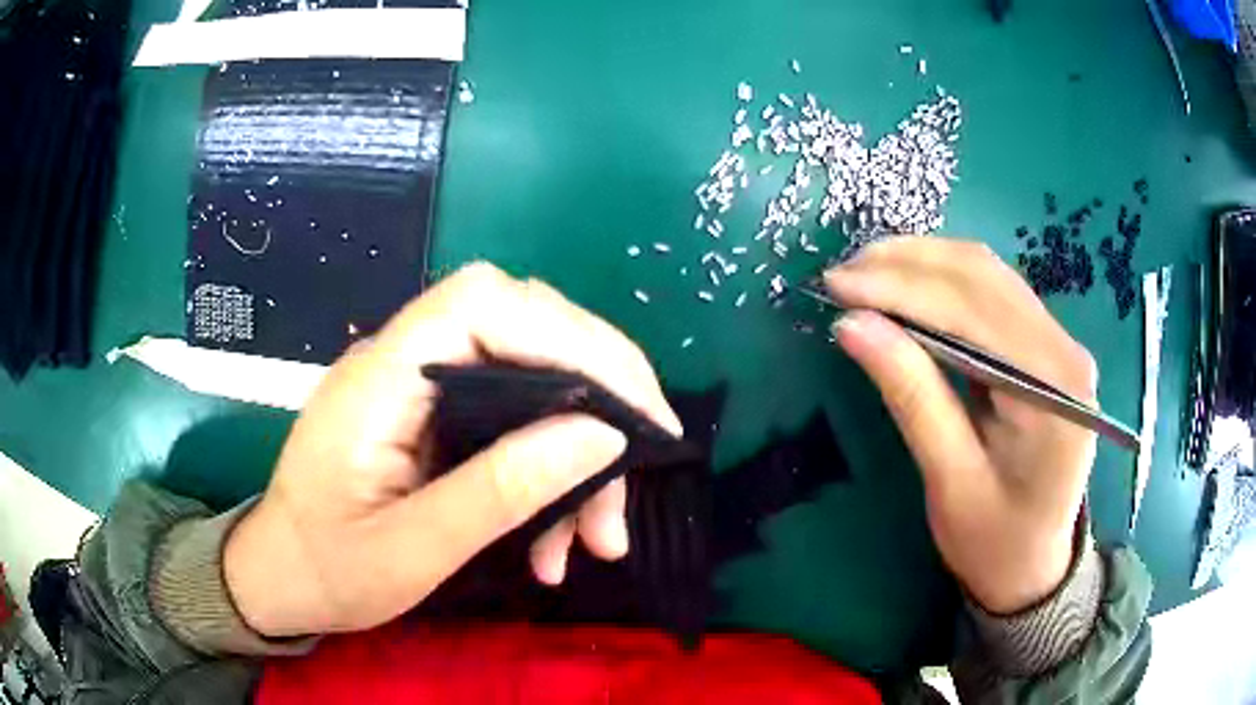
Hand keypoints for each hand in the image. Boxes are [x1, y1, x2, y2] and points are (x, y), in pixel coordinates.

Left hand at [224, 263, 682, 636]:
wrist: (281, 579)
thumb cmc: (329, 571)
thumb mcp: (414, 550)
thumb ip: (501, 490)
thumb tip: (601, 436)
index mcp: (380, 379)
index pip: (484, 304)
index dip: (570, 336)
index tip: (634, 409)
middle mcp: (403, 362)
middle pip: (522, 328)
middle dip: (597, 392)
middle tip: (644, 461)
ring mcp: (419, 387)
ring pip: (528, 378)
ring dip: (578, 450)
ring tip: (600, 537)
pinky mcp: (432, 416)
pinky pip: (511, 417)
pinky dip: (549, 470)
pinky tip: (559, 537)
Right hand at [825, 239, 1097, 613]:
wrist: (1035, 565)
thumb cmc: (994, 540)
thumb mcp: (949, 480)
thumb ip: (911, 396)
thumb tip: (851, 325)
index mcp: (1052, 387)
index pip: (973, 309)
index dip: (901, 287)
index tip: (835, 284)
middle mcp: (1063, 348)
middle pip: (982, 276)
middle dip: (907, 265)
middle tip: (840, 275)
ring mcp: (1057, 342)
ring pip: (985, 274)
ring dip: (922, 264)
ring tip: (863, 273)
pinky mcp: (1043, 345)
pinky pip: (991, 293)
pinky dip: (942, 282)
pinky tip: (905, 287)